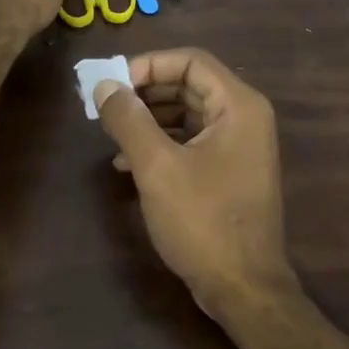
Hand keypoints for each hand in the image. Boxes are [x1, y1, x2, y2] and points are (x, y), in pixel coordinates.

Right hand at [94, 49, 294, 312]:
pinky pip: (192, 142)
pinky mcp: (230, 172)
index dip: (147, 65)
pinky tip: (128, 164)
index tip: (112, 85)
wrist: (243, 288)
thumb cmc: (202, 221)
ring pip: (188, 115)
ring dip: (149, 119)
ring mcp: (240, 147)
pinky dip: (161, 144)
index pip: (190, 60)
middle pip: (189, 85)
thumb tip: (104, 86)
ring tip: (112, 135)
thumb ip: (128, 120)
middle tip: (106, 107)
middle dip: (145, 93)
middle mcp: (245, 118)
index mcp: (238, 106)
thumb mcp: (157, 167)